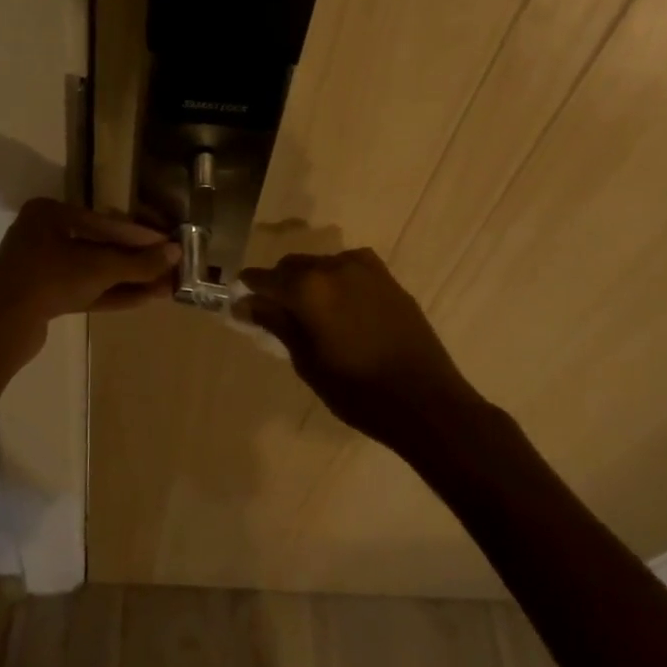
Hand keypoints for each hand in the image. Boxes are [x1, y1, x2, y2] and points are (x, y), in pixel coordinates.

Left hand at [0, 199, 179, 346]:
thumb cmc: (49, 280)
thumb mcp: (99, 268)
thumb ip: (138, 262)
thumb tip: (176, 253)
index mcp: (49, 213)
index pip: (104, 221)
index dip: (140, 235)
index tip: (168, 244)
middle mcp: (43, 234)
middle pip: (100, 245)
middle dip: (136, 261)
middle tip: (168, 267)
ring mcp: (42, 267)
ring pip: (93, 270)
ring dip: (128, 279)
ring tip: (164, 286)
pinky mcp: (43, 295)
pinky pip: (83, 288)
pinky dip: (111, 293)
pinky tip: (143, 298)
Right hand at [236, 248, 481, 445]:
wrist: (426, 401)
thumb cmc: (357, 390)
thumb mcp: (307, 361)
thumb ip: (276, 324)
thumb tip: (245, 303)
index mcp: (309, 287)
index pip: (266, 278)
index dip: (250, 288)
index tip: (240, 302)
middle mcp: (335, 267)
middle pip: (294, 265)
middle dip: (280, 283)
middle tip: (274, 312)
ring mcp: (366, 269)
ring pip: (323, 265)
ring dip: (309, 281)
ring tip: (309, 312)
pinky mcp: (388, 279)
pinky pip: (350, 270)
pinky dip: (337, 282)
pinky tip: (340, 307)